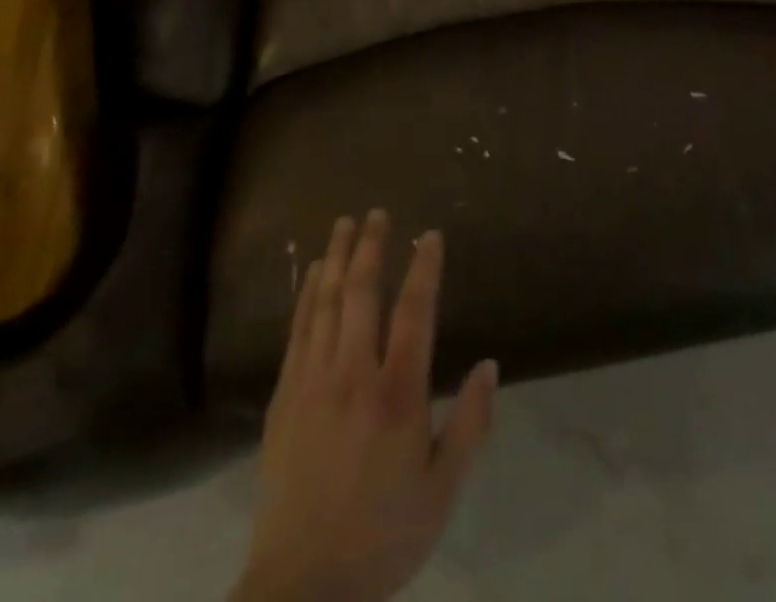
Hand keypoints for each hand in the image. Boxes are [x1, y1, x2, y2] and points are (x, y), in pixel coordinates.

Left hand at [235, 212, 497, 601]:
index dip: (424, 268)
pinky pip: (298, 330)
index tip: (430, 235)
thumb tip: (490, 365)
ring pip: (325, 303)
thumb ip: (470, 425)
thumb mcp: (442, 491)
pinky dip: (307, 295)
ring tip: (344, 224)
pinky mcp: (285, 398)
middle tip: (377, 212)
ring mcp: (314, 382)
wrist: (300, 587)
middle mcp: (354, 375)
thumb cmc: (381, 536)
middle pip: (361, 294)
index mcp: (397, 394)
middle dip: (372, 247)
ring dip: (337, 258)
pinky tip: (313, 274)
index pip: (415, 312)